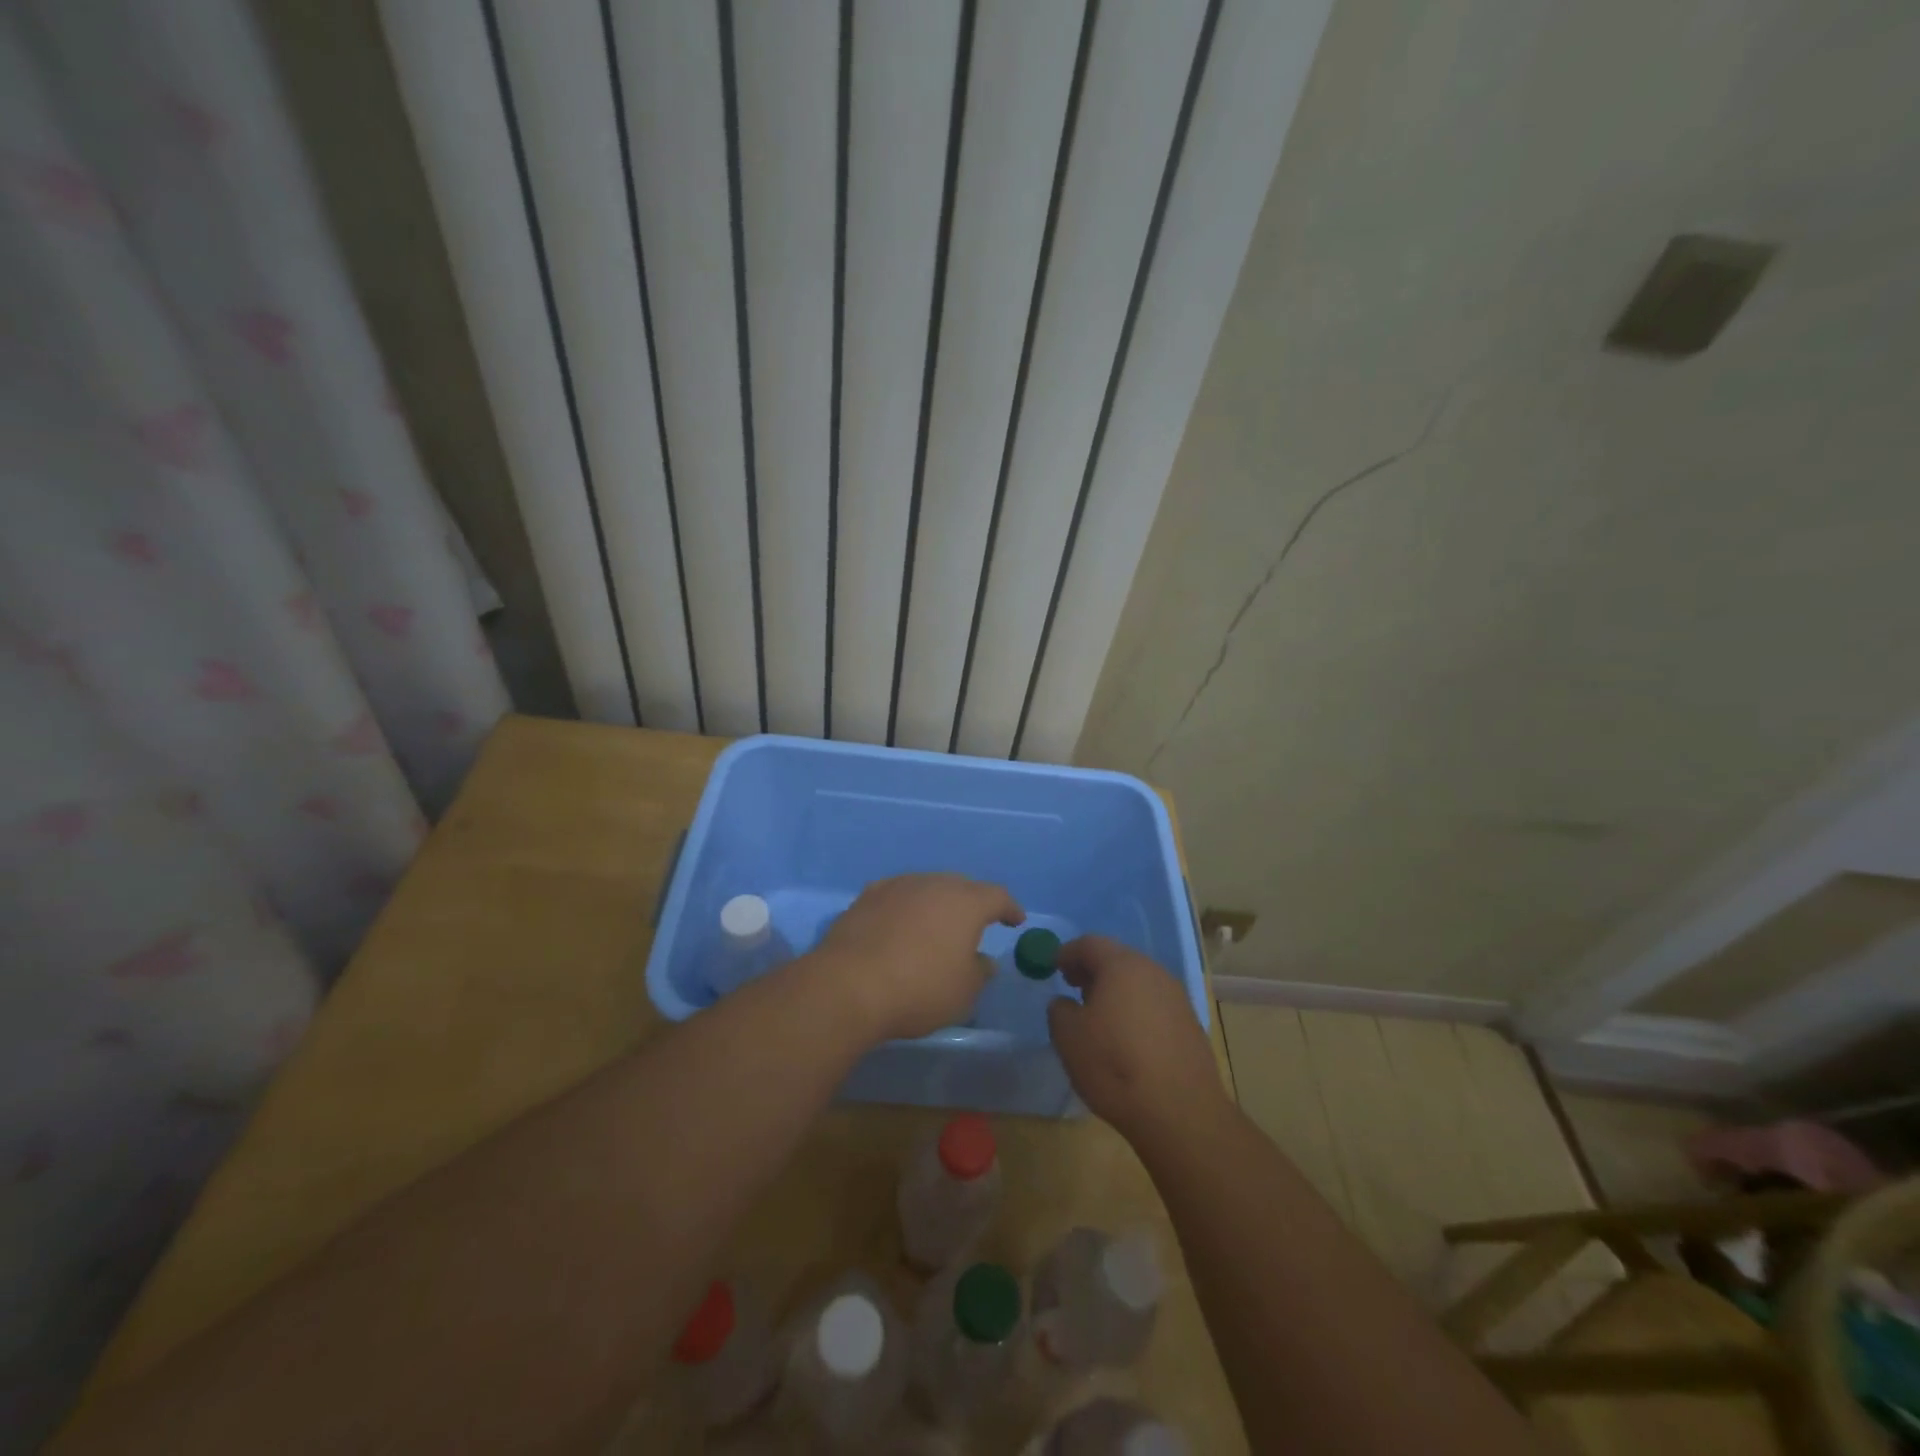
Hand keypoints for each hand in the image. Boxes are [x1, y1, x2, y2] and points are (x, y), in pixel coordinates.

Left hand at [816, 874, 1023, 1042]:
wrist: (849, 985)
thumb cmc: (919, 989)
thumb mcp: (963, 993)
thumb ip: (979, 972)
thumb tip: (983, 961)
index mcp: (966, 902)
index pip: (997, 896)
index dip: (1009, 908)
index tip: (1015, 920)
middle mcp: (933, 884)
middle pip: (961, 887)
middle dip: (972, 903)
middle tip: (975, 924)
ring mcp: (898, 886)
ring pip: (927, 888)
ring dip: (936, 904)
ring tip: (936, 926)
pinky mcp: (867, 897)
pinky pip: (897, 896)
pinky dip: (905, 908)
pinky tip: (901, 924)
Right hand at [1047, 935, 1230, 1144]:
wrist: (1180, 1112)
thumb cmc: (1114, 1065)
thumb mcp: (1068, 1037)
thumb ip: (1059, 1010)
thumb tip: (1065, 1003)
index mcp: (1122, 966)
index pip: (1090, 944)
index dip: (1067, 952)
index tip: (1052, 967)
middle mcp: (1153, 972)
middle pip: (1117, 959)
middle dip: (1092, 970)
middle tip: (1073, 987)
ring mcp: (1176, 997)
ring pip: (1138, 982)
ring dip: (1115, 990)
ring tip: (1098, 1015)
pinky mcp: (1190, 1024)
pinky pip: (1154, 1004)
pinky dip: (1135, 1010)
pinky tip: (1126, 1037)